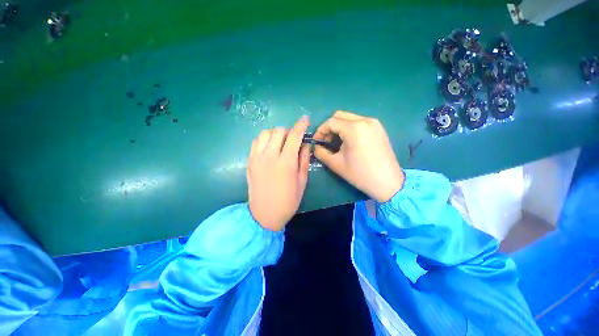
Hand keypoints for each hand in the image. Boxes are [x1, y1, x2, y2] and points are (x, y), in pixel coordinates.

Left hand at [247, 116, 310, 230]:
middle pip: (279, 131)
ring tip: (280, 143)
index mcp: (286, 163)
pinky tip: (269, 148)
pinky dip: (264, 140)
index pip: (294, 136)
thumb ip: (303, 160)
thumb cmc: (288, 201)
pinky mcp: (250, 162)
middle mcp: (270, 156)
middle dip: (289, 131)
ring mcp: (257, 158)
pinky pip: (256, 142)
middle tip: (293, 139)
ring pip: (266, 133)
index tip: (305, 119)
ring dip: (276, 134)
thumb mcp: (302, 182)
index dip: (301, 125)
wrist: (264, 215)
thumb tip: (305, 145)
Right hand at [314, 111, 403, 202]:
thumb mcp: (336, 164)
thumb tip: (316, 147)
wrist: (387, 182)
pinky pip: (359, 122)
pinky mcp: (379, 128)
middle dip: (329, 127)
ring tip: (337, 142)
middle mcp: (365, 120)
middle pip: (340, 116)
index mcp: (354, 128)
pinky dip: (349, 128)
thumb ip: (321, 153)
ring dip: (339, 127)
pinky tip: (349, 141)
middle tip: (326, 141)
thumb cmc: (360, 174)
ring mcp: (374, 123)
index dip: (320, 130)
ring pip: (350, 118)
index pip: (331, 122)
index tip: (317, 141)